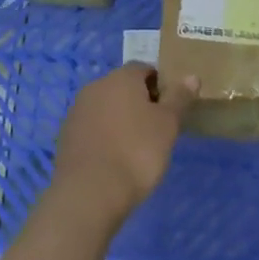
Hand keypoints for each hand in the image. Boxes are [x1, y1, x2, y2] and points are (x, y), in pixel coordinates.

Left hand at [50, 65, 194, 226]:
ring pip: (106, 106)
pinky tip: (114, 157)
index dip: (160, 84)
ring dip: (120, 118)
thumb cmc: (137, 152)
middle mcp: (95, 86)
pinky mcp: (67, 134)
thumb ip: (179, 98)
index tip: (170, 107)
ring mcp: (77, 110)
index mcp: (121, 78)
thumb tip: (191, 76)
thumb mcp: (167, 125)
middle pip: (123, 86)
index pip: (144, 68)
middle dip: (139, 101)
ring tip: (136, 146)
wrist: (90, 191)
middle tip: (157, 128)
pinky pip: (92, 126)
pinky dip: (104, 134)